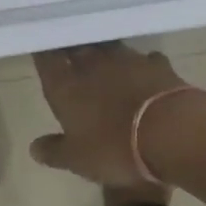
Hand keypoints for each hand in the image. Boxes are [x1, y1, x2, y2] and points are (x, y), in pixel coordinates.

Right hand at [30, 43, 205, 186]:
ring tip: (104, 60)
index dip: (43, 53)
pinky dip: (141, 64)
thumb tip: (34, 147)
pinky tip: (143, 71)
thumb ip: (54, 151)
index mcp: (66, 86)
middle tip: (70, 53)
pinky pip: (144, 58)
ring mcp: (127, 59)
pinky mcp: (157, 64)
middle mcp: (92, 64)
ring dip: (104, 53)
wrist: (171, 132)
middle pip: (76, 46)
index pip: (46, 59)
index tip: (41, 51)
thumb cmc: (114, 147)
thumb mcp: (77, 159)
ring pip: (108, 47)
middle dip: (71, 48)